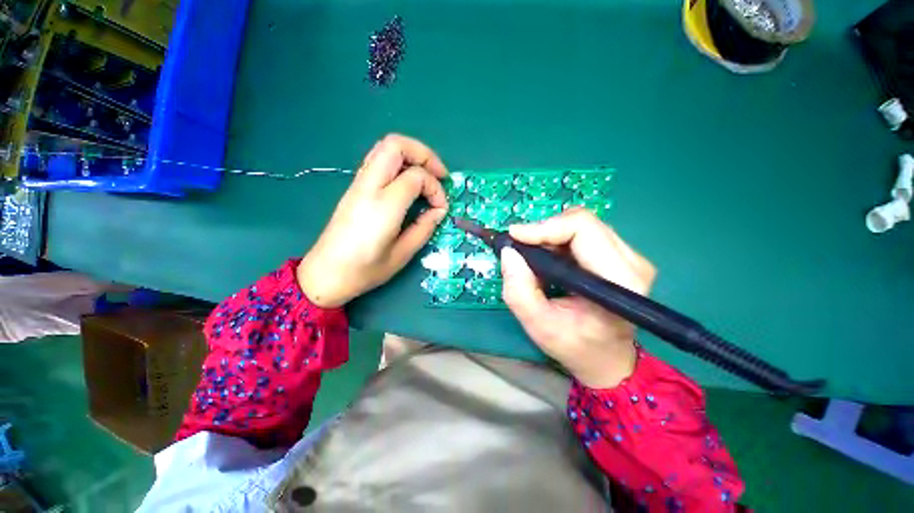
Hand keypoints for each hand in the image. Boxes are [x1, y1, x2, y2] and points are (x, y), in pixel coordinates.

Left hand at [297, 134, 448, 307]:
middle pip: (396, 145)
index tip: (441, 209)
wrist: (325, 274)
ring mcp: (358, 184)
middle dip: (425, 154)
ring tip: (427, 176)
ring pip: (385, 147)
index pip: (416, 176)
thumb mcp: (402, 254)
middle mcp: (369, 187)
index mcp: (383, 206)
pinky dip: (399, 163)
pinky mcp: (355, 188)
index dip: (436, 189)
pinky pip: (378, 161)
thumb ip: (424, 228)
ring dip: (411, 155)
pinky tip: (409, 183)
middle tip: (440, 175)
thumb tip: (439, 211)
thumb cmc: (365, 270)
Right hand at [501, 208, 655, 388]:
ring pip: (582, 224)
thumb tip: (509, 252)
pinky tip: (550, 260)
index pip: (583, 229)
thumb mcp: (538, 325)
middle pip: (583, 222)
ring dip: (551, 236)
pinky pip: (584, 233)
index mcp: (619, 281)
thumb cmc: (574, 346)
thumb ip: (518, 290)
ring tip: (536, 259)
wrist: (605, 358)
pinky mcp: (622, 255)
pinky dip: (559, 241)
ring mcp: (631, 257)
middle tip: (521, 249)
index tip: (515, 236)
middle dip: (544, 231)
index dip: (545, 227)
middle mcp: (633, 262)